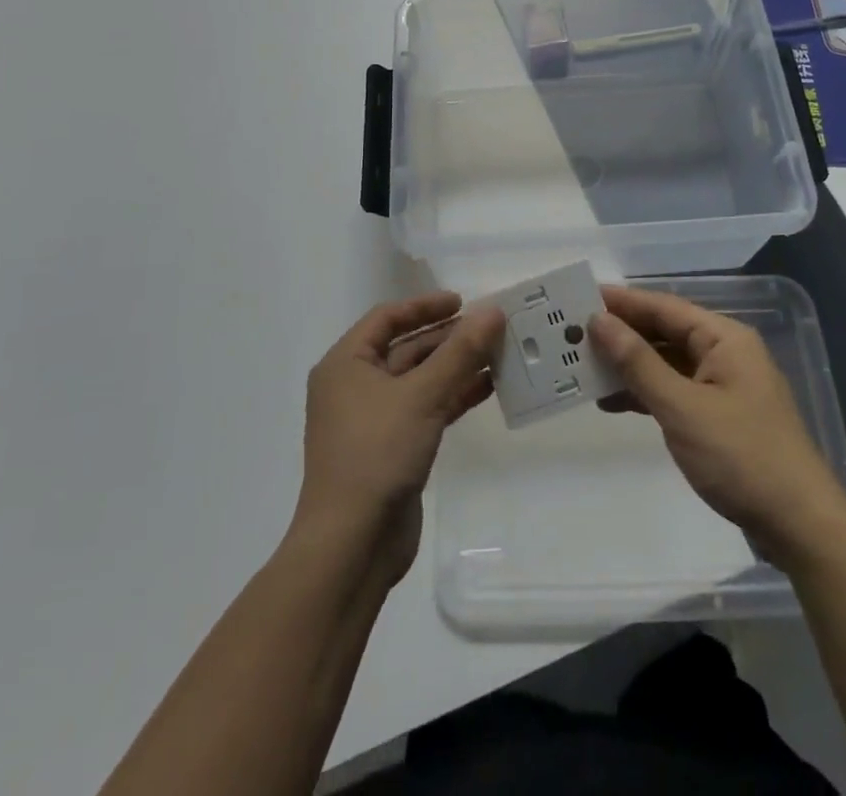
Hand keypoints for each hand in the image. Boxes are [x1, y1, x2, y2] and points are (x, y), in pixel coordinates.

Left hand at [292, 291, 505, 586]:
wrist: (352, 543)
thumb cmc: (377, 453)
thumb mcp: (422, 395)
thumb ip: (460, 352)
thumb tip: (493, 311)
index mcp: (346, 364)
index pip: (387, 318)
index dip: (424, 306)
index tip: (463, 302)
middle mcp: (355, 386)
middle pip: (406, 348)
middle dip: (448, 338)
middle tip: (491, 329)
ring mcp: (374, 419)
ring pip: (420, 380)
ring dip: (456, 367)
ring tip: (499, 354)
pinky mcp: (393, 448)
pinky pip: (426, 409)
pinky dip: (453, 397)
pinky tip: (488, 388)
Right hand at [589, 284, 845, 567]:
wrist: (799, 526)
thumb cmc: (741, 456)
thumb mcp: (682, 407)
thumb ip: (638, 362)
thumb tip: (600, 321)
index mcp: (724, 339)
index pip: (664, 307)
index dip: (622, 302)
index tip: (580, 297)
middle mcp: (726, 354)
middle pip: (665, 333)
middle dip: (622, 334)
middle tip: (574, 334)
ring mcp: (724, 386)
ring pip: (667, 364)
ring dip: (629, 366)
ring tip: (584, 367)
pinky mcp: (721, 417)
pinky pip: (675, 391)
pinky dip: (646, 393)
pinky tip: (613, 402)